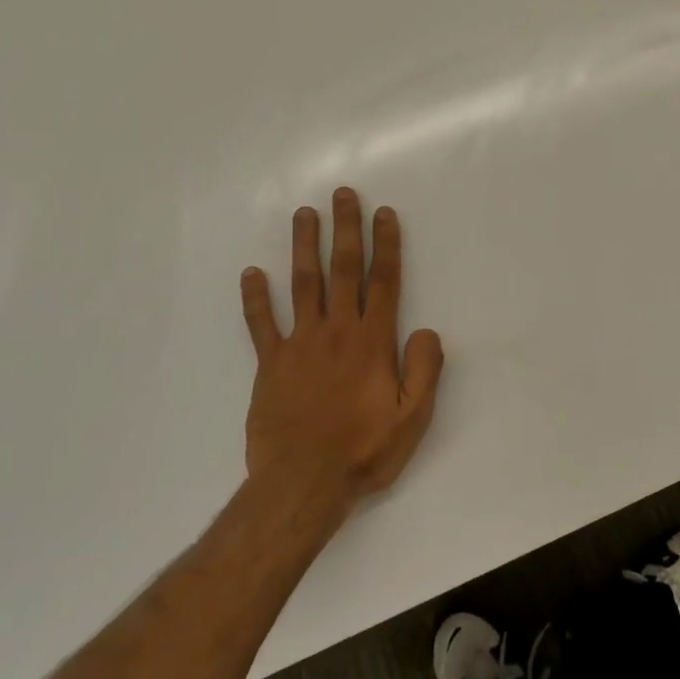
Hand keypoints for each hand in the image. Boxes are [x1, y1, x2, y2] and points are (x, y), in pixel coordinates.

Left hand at [238, 188, 444, 525]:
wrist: (303, 483)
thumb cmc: (364, 450)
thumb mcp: (413, 417)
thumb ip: (425, 369)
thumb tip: (427, 331)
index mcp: (372, 342)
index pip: (383, 282)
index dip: (385, 245)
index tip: (384, 214)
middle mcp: (336, 332)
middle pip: (343, 270)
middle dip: (345, 229)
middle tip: (343, 195)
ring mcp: (299, 345)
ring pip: (303, 284)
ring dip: (304, 247)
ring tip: (304, 214)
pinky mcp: (270, 364)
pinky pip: (261, 323)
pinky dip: (255, 297)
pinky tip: (252, 273)